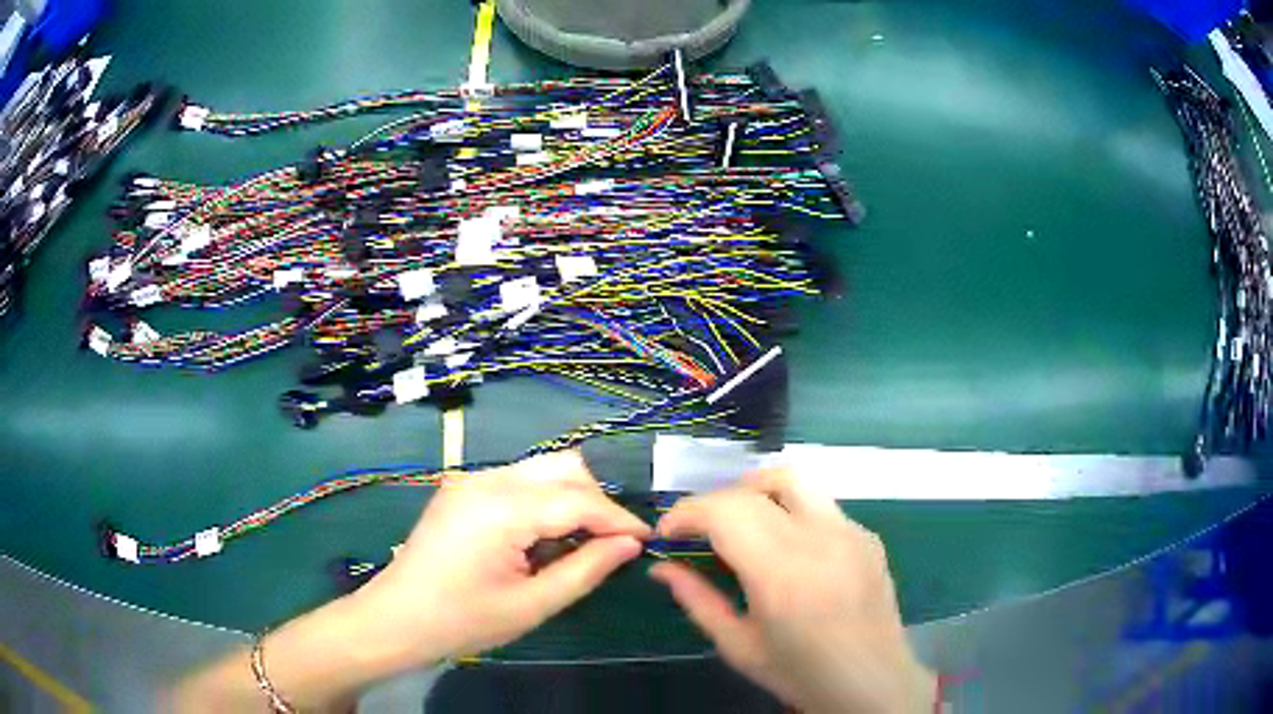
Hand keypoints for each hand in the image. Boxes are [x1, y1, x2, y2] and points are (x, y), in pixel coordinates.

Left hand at [352, 450, 650, 666]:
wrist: (395, 619)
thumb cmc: (462, 621)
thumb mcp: (531, 605)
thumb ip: (586, 570)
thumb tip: (630, 544)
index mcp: (501, 507)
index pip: (579, 499)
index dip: (619, 519)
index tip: (647, 540)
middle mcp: (487, 478)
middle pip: (564, 468)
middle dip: (596, 502)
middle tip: (610, 545)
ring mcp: (471, 479)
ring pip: (543, 469)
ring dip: (571, 500)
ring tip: (577, 545)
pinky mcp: (464, 488)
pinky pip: (520, 481)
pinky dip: (544, 502)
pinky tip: (542, 540)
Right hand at [650, 470, 935, 713]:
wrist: (872, 681)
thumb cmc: (800, 672)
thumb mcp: (738, 646)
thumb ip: (697, 601)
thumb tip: (661, 568)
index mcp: (780, 572)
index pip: (724, 511)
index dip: (686, 513)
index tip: (667, 533)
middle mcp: (818, 538)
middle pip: (752, 490)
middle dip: (712, 503)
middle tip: (696, 533)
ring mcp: (849, 531)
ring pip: (792, 481)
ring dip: (753, 492)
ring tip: (738, 523)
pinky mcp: (867, 535)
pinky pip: (820, 506)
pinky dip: (789, 512)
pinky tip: (787, 548)